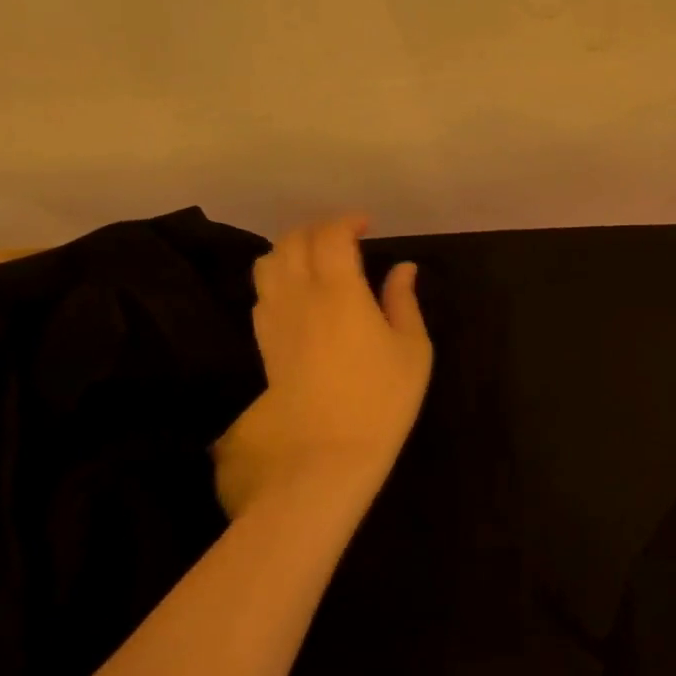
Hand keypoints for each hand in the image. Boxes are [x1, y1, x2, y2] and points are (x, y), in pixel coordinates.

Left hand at [213, 214, 431, 519]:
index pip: (331, 236)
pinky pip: (263, 293)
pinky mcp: (265, 343)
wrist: (328, 454)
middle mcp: (301, 296)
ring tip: (319, 258)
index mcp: (340, 292)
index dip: (347, 221)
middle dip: (319, 228)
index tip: (368, 225)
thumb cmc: (382, 399)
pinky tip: (300, 292)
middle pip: (293, 241)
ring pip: (269, 263)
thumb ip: (404, 301)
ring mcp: (276, 320)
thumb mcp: (413, 348)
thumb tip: (403, 268)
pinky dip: (279, 277)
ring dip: (293, 248)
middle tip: (346, 237)